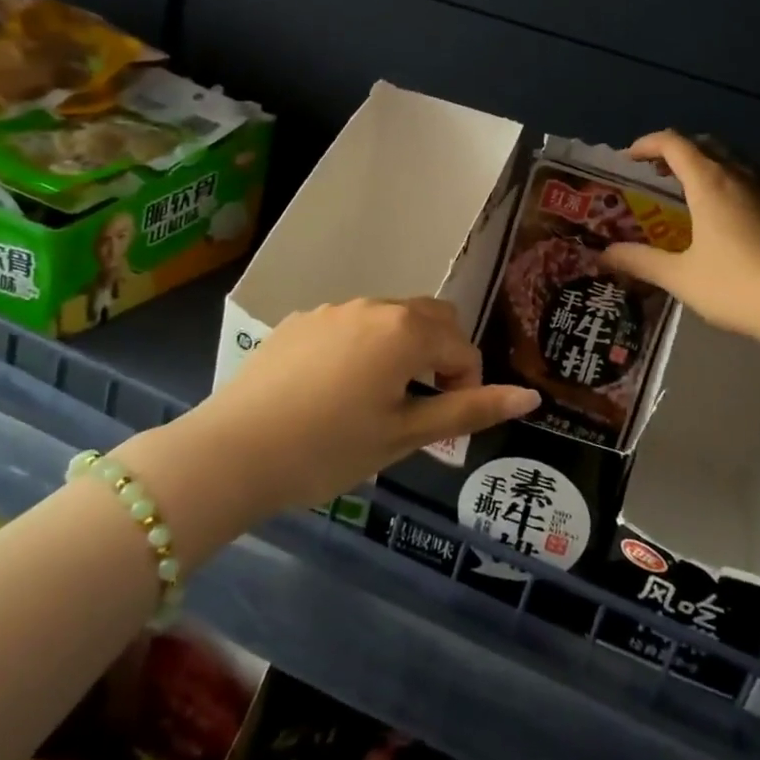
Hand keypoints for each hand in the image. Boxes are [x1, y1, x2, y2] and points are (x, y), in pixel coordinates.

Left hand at [182, 299, 537, 518]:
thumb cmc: (328, 450)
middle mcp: (373, 306)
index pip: (462, 347)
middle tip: (422, 404)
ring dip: (402, 349)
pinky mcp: (300, 322)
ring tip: (378, 400)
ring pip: (390, 318)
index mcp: (405, 331)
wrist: (230, 453)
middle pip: (432, 317)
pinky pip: (350, 325)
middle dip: (441, 354)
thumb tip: (529, 397)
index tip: (445, 423)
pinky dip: (362, 348)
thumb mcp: (404, 437)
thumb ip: (469, 411)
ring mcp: (333, 310)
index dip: (466, 384)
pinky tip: (333, 391)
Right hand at [604, 131, 759, 355]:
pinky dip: (729, 184)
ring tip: (689, 192)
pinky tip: (728, 216)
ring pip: (732, 161)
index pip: (673, 144)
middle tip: (656, 175)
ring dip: (705, 166)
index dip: (647, 144)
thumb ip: (640, 261)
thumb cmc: (737, 286)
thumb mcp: (680, 277)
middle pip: (704, 145)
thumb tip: (603, 255)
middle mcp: (740, 176)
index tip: (629, 158)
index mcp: (710, 183)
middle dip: (676, 152)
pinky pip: (752, 180)